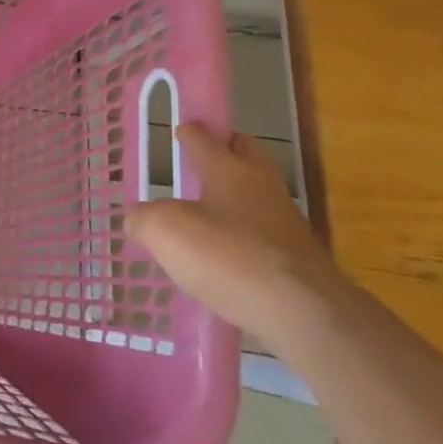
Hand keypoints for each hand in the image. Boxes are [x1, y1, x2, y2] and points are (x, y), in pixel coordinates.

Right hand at [129, 124, 350, 345]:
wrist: (305, 315)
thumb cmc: (229, 258)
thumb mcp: (165, 232)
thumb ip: (143, 218)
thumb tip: (137, 218)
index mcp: (230, 171)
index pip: (206, 139)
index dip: (190, 132)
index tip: (182, 128)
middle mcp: (262, 188)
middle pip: (247, 155)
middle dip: (227, 151)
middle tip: (201, 161)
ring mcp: (286, 224)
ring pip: (258, 194)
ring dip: (236, 196)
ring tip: (207, 212)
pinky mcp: (299, 261)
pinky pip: (265, 234)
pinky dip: (246, 235)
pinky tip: (227, 255)